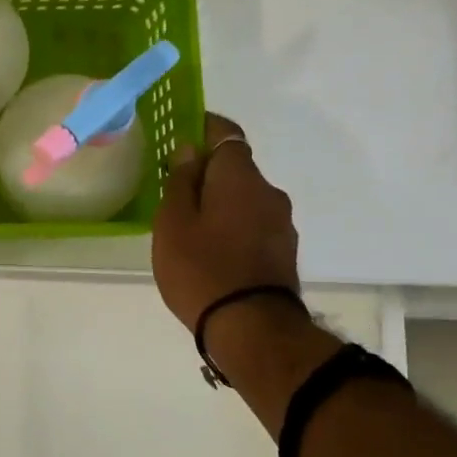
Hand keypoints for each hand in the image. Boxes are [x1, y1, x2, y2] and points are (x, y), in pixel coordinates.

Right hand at [152, 113, 299, 330]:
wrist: (250, 327)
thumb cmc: (201, 268)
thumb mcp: (173, 223)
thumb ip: (180, 182)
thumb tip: (188, 151)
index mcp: (239, 177)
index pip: (225, 134)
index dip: (204, 128)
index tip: (182, 133)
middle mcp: (268, 192)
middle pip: (236, 168)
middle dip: (208, 172)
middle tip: (175, 191)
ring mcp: (281, 223)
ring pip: (245, 198)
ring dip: (221, 202)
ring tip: (191, 227)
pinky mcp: (283, 251)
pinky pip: (253, 224)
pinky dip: (233, 226)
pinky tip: (212, 249)